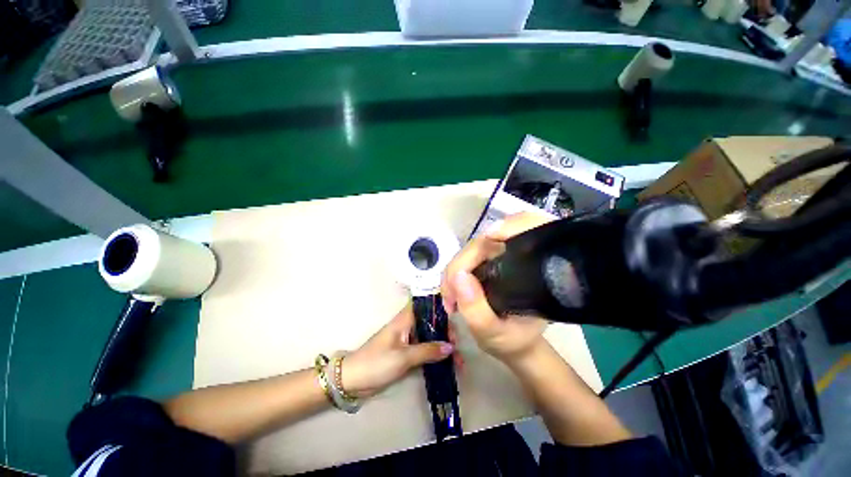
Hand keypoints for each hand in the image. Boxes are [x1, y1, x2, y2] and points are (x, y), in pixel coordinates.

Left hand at [342, 305, 453, 397]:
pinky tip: (447, 363)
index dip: (440, 306)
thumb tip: (451, 347)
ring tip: (458, 359)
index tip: (455, 315)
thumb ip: (427, 351)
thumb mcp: (403, 357)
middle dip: (446, 331)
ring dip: (443, 345)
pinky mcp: (406, 351)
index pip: (425, 305)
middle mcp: (408, 325)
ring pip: (430, 336)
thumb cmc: (376, 363)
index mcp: (405, 319)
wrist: (353, 380)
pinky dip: (436, 354)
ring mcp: (408, 338)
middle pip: (431, 321)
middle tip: (458, 345)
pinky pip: (425, 348)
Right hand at [441, 213, 551, 361]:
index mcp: (533, 270)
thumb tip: (458, 276)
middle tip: (449, 295)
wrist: (516, 344)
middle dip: (461, 264)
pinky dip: (455, 270)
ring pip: (472, 248)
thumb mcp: (494, 335)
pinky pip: (468, 256)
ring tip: (449, 297)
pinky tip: (452, 288)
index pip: (531, 228)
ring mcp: (501, 257)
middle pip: (486, 242)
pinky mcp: (488, 261)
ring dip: (455, 269)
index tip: (489, 237)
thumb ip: (477, 310)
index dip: (512, 224)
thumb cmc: (513, 341)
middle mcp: (518, 257)